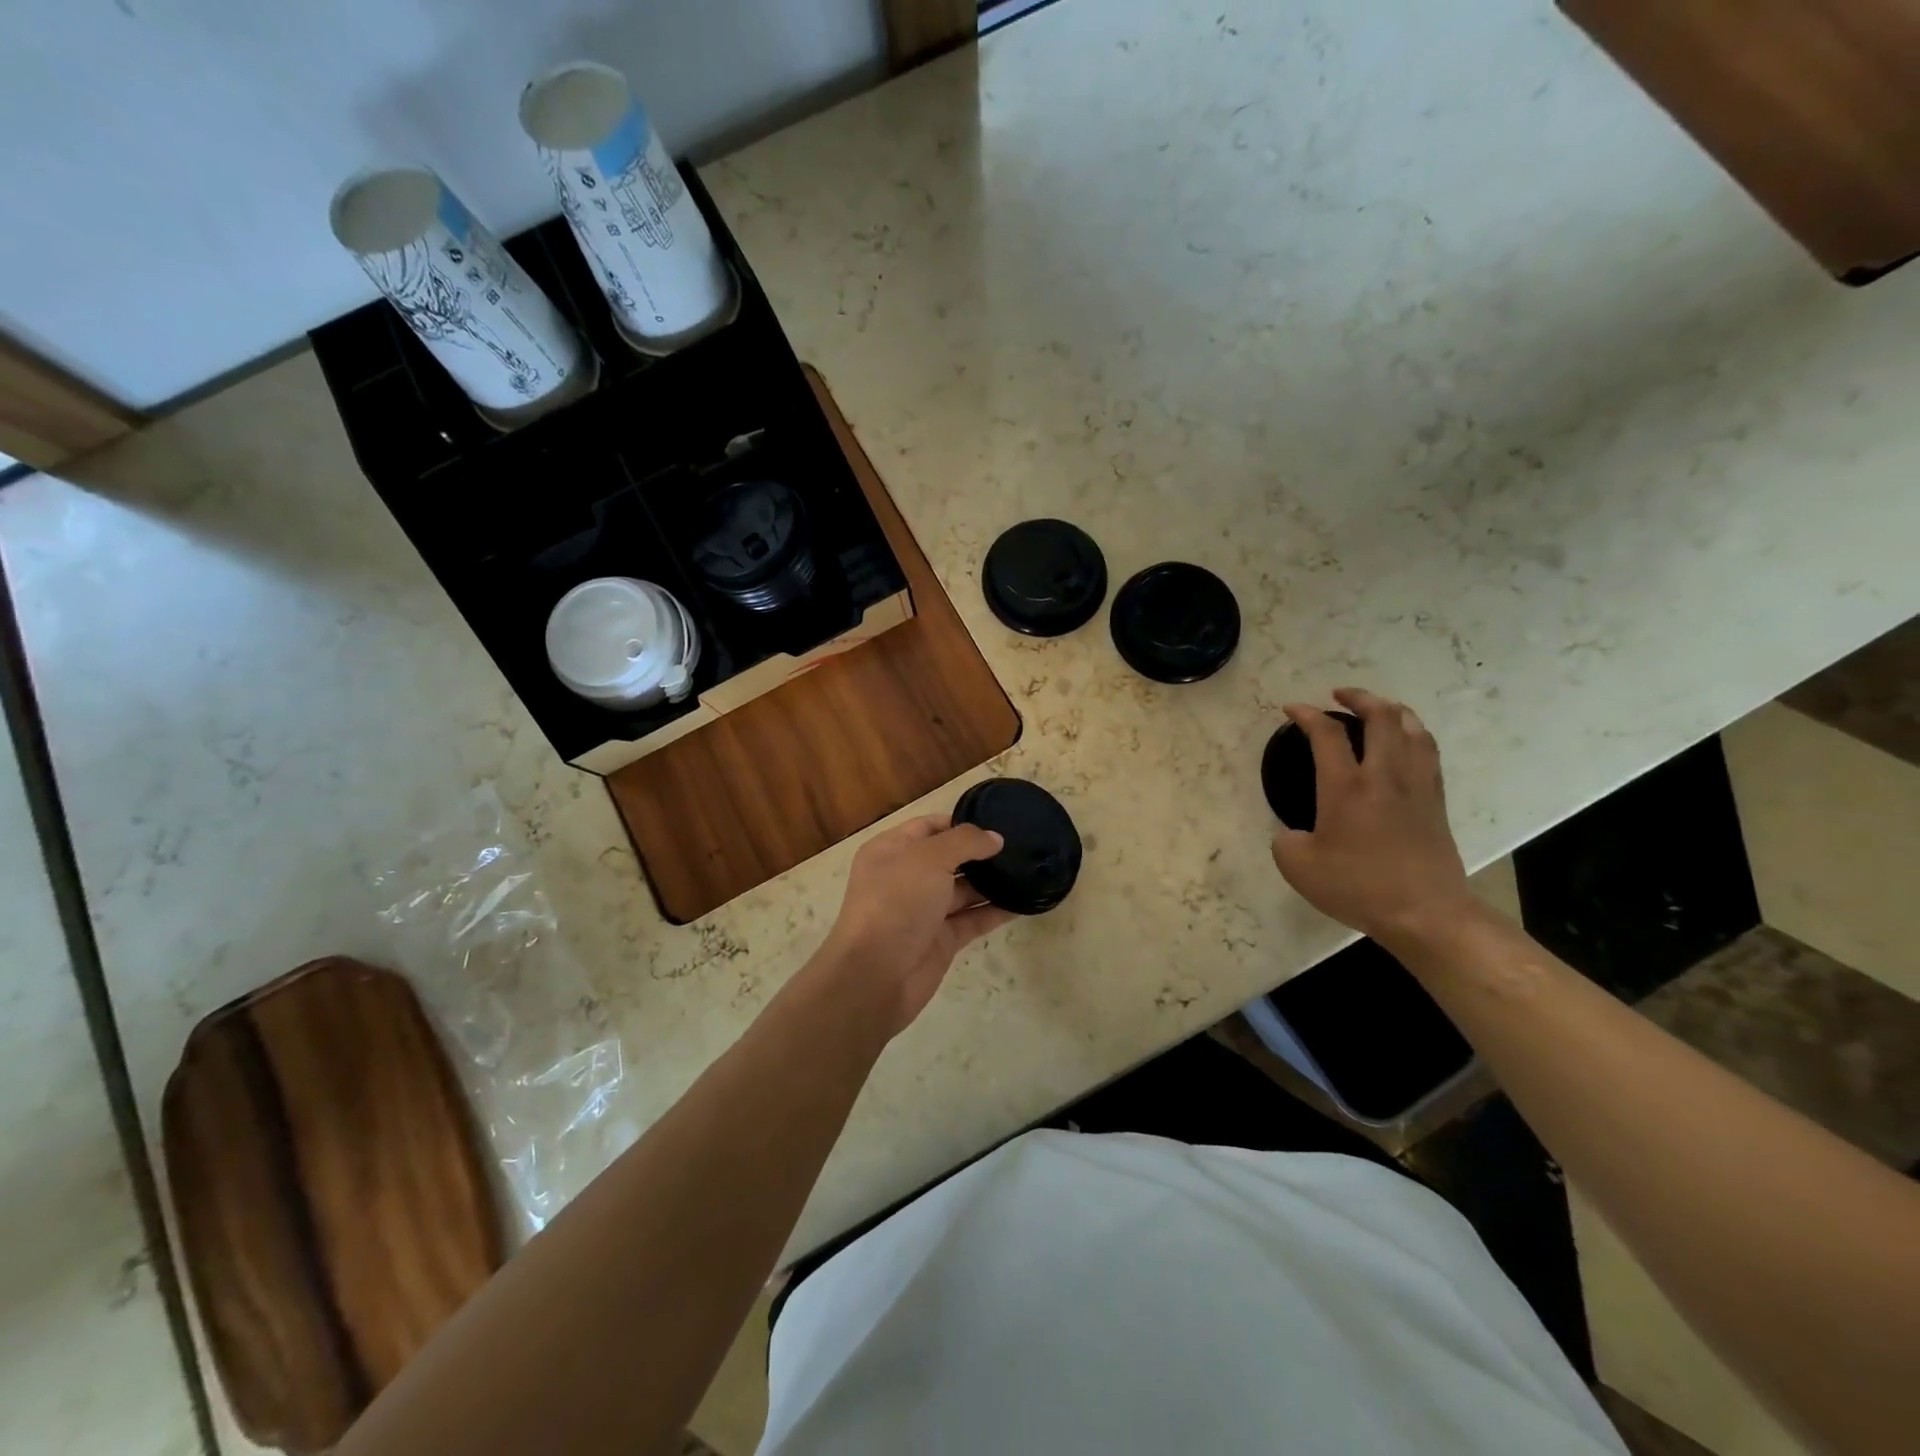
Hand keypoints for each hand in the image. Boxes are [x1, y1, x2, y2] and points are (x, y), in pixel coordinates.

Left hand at [818, 815, 1013, 1038]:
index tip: (998, 822)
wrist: (875, 975)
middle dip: (981, 853)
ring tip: (1030, 870)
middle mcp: (906, 877)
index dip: (961, 822)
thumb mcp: (929, 859)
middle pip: (949, 858)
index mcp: (891, 850)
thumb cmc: (896, 902)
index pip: (929, 826)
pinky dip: (996, 912)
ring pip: (964, 890)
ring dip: (993, 882)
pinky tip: (1024, 902)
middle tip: (1022, 846)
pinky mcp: (942, 940)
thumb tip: (995, 838)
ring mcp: (924, 911)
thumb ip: (965, 842)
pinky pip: (973, 919)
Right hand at [1270, 687, 1472, 944]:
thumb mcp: (1298, 867)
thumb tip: (1292, 832)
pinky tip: (1405, 742)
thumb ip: (1285, 841)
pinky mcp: (1436, 800)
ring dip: (1392, 709)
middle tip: (1339, 695)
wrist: (1425, 913)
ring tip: (1377, 709)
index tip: (1291, 709)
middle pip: (1381, 716)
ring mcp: (1416, 785)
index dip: (1306, 714)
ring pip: (1412, 728)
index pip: (1326, 733)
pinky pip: (1428, 751)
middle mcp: (1384, 775)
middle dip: (1359, 696)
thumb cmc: (1358, 887)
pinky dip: (1414, 734)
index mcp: (1345, 787)